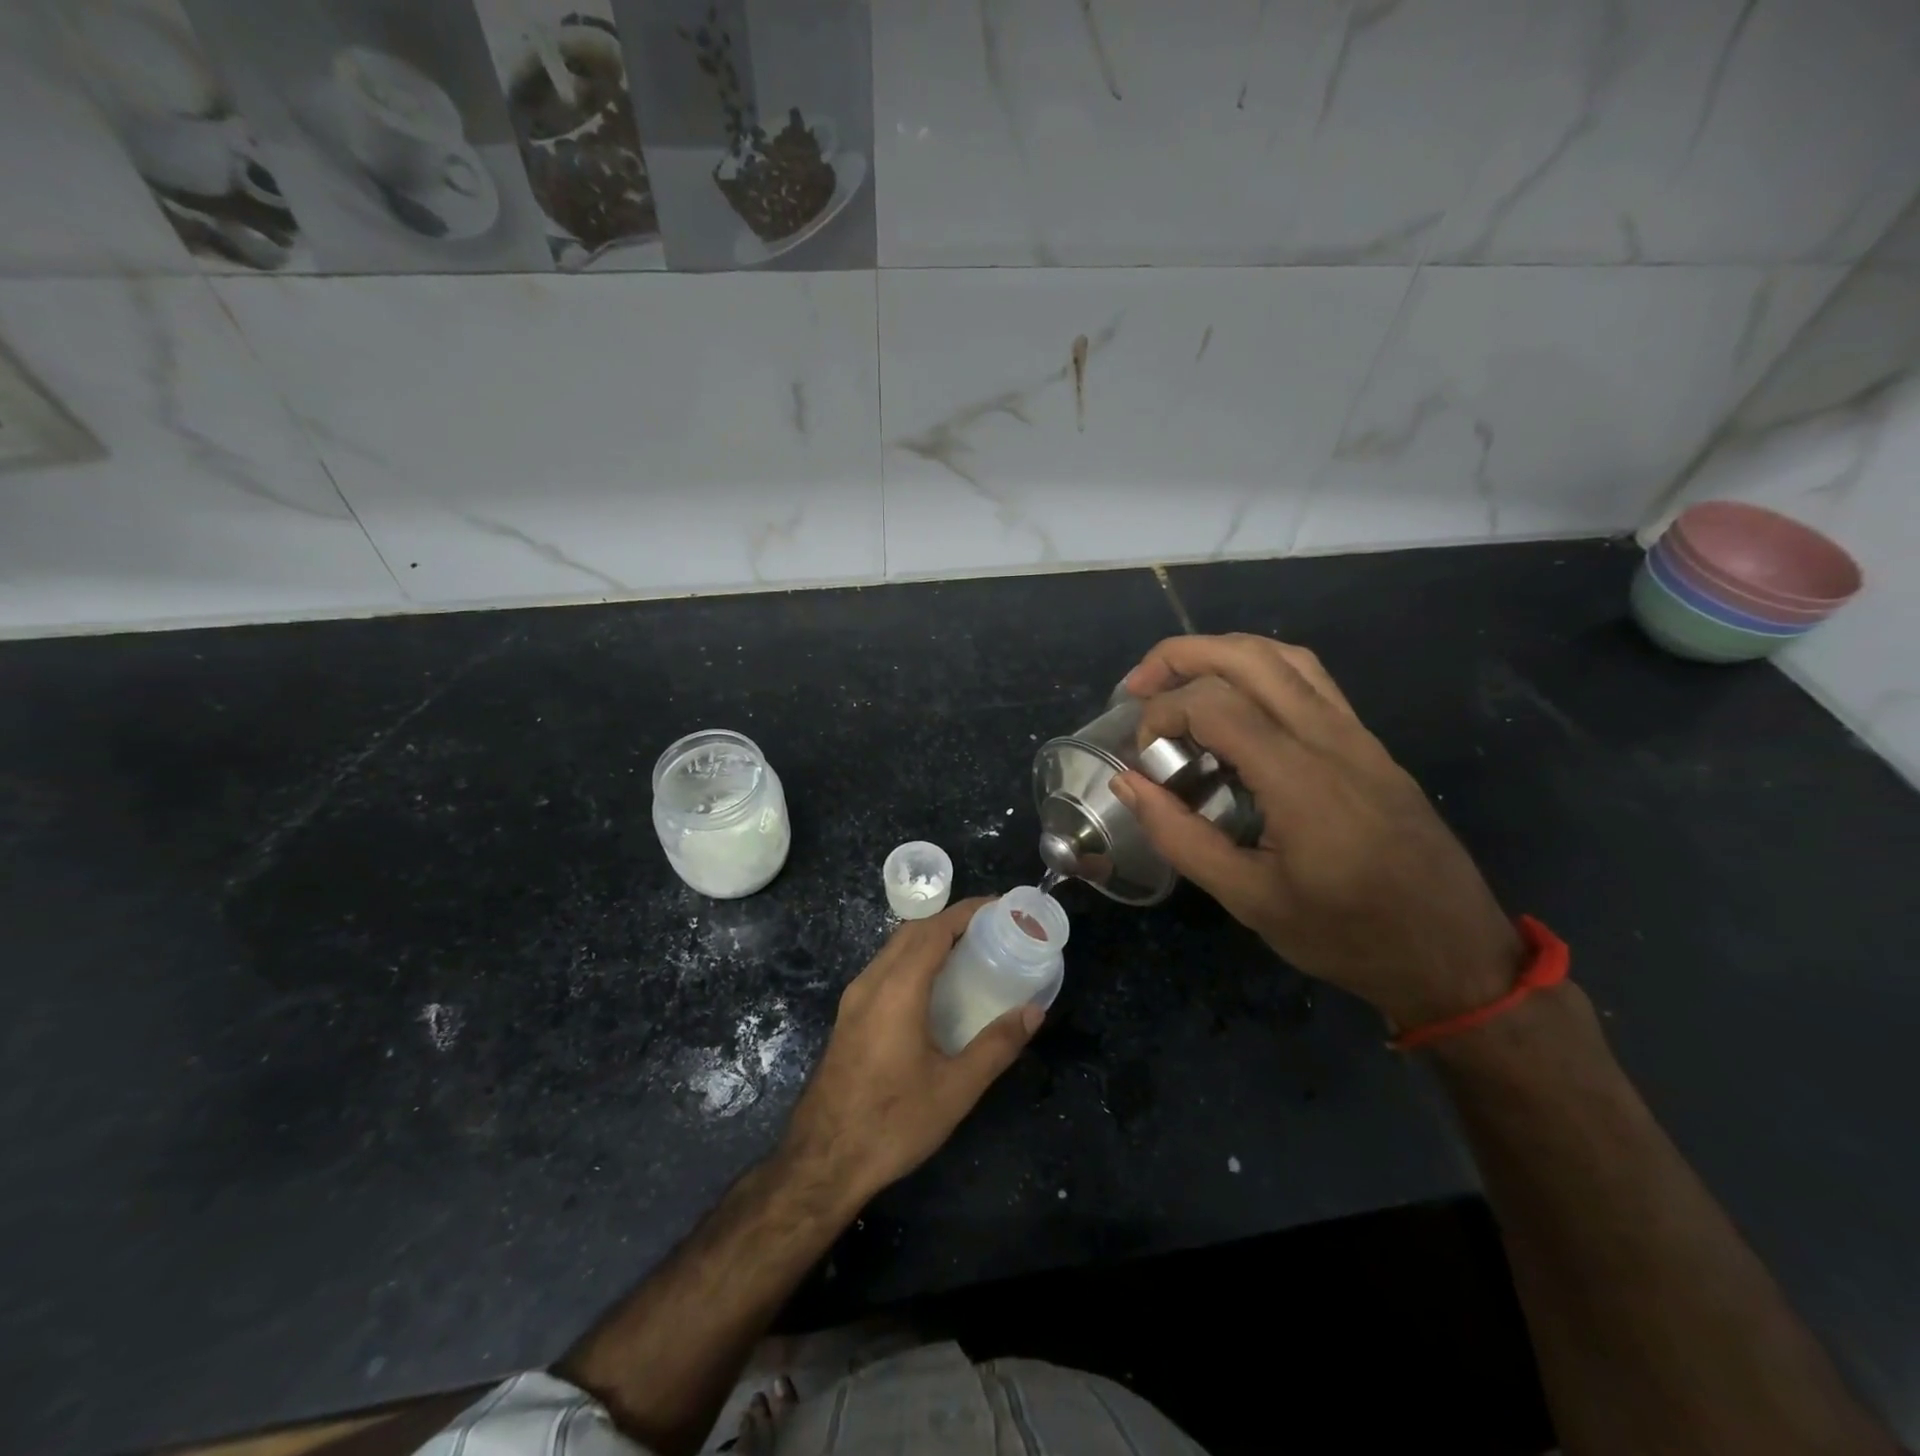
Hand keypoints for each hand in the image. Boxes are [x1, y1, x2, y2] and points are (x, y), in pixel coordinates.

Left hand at [780, 898, 1042, 1204]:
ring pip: (893, 949)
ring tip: (967, 950)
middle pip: (912, 932)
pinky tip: (932, 986)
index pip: (933, 930)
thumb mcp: (955, 1089)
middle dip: (950, 921)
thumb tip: (1033, 1012)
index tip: (999, 907)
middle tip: (990, 928)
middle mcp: (871, 983)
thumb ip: (997, 1046)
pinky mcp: (847, 1018)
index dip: (966, 912)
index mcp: (897, 989)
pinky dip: (912, 960)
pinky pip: (883, 970)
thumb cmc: (892, 1122)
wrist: (822, 1162)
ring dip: (928, 939)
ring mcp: (853, 1000)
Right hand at [1111, 634, 1522, 1031]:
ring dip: (1222, 652)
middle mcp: (1330, 738)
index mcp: (1300, 778)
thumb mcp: (1249, 900)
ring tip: (1179, 679)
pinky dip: (1260, 669)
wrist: (1453, 953)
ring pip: (1284, 657)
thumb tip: (1128, 783)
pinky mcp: (1369, 743)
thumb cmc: (1346, 935)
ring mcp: (1357, 735)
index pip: (1215, 705)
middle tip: (1138, 685)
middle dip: (1182, 657)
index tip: (1143, 757)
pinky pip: (1311, 680)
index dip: (1163, 714)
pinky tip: (1237, 699)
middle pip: (1249, 657)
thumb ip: (1180, 836)